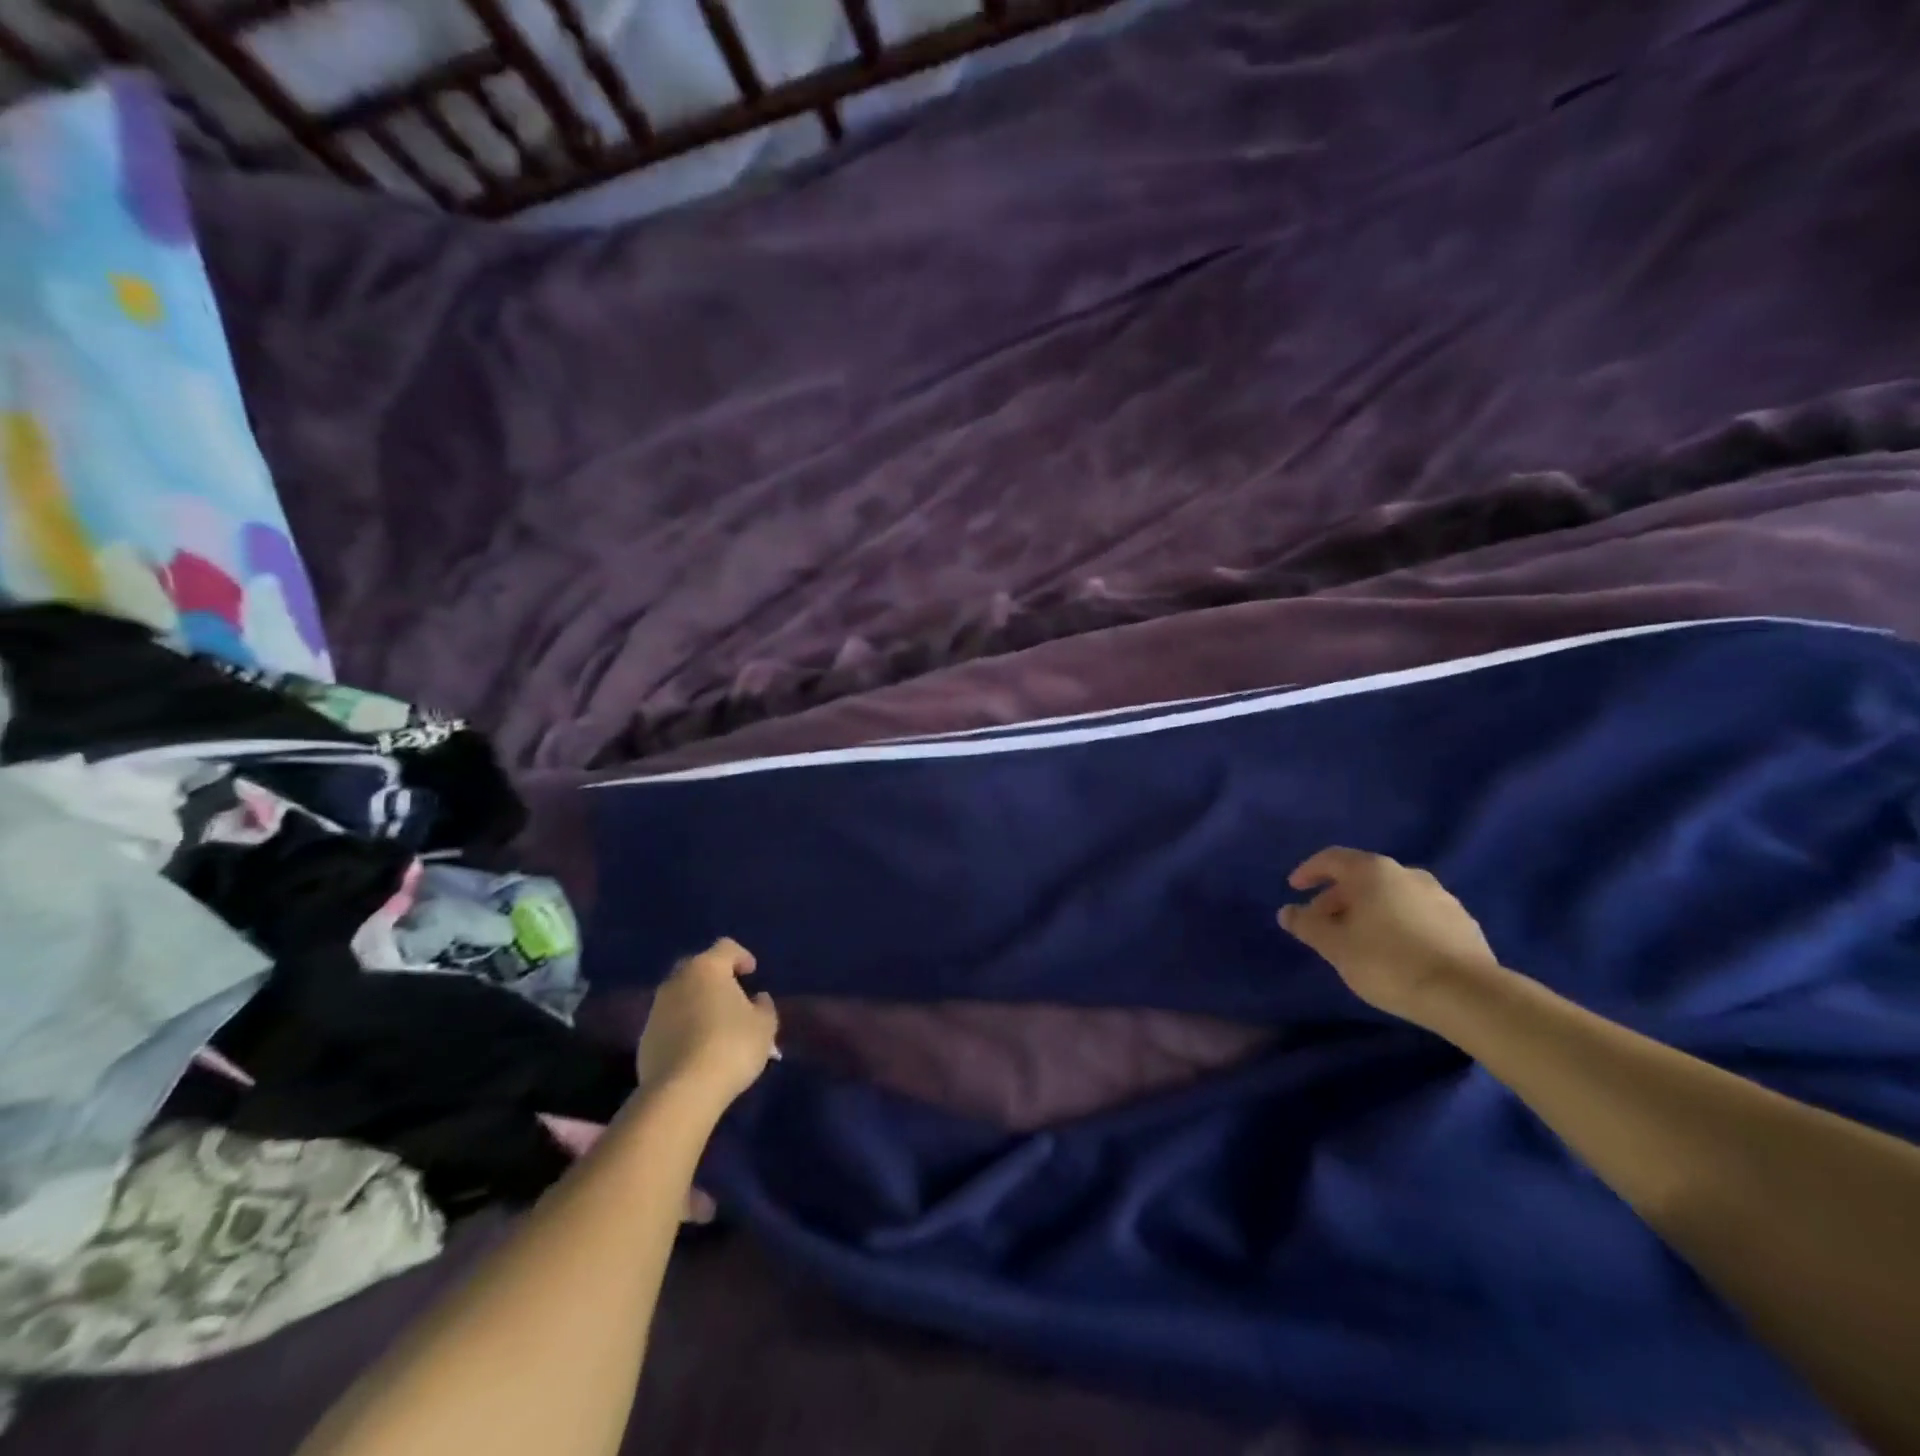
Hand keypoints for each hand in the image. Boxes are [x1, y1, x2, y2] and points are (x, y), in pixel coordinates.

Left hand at [637, 938, 779, 1108]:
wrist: (682, 1091)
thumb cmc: (731, 1046)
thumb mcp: (765, 1026)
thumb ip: (763, 1006)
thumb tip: (757, 999)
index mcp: (707, 968)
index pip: (726, 947)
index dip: (741, 956)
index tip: (752, 973)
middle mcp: (677, 981)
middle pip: (697, 967)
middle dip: (714, 977)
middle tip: (731, 995)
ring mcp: (656, 1010)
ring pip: (680, 995)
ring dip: (696, 1003)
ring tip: (714, 1026)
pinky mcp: (643, 1039)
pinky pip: (669, 1023)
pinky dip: (682, 1027)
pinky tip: (696, 1048)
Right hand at [1277, 847, 1501, 1026]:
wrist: (1467, 995)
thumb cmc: (1387, 961)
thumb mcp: (1334, 946)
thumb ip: (1307, 925)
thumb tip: (1287, 912)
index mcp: (1372, 872)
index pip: (1331, 858)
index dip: (1309, 871)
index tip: (1295, 888)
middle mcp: (1407, 874)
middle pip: (1362, 877)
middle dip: (1337, 897)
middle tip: (1323, 923)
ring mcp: (1440, 897)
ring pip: (1391, 896)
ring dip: (1369, 910)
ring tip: (1358, 939)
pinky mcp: (1462, 923)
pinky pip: (1417, 914)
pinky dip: (1398, 923)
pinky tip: (1395, 951)